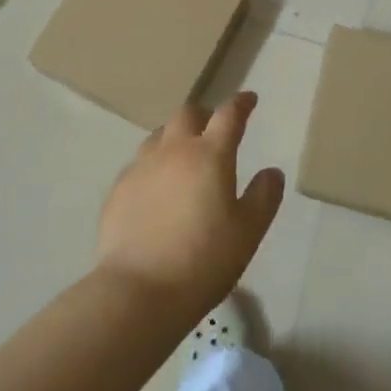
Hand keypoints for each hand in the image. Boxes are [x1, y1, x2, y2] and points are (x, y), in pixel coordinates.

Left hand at [96, 93, 284, 320]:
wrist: (139, 291)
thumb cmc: (203, 260)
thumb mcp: (248, 232)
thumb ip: (264, 197)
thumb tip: (271, 172)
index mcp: (210, 154)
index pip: (229, 115)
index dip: (241, 104)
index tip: (249, 100)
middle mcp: (174, 150)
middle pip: (188, 114)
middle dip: (204, 115)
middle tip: (213, 129)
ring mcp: (141, 167)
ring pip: (159, 135)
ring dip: (175, 137)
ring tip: (183, 156)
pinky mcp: (118, 190)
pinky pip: (139, 164)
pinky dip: (153, 165)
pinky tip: (155, 188)